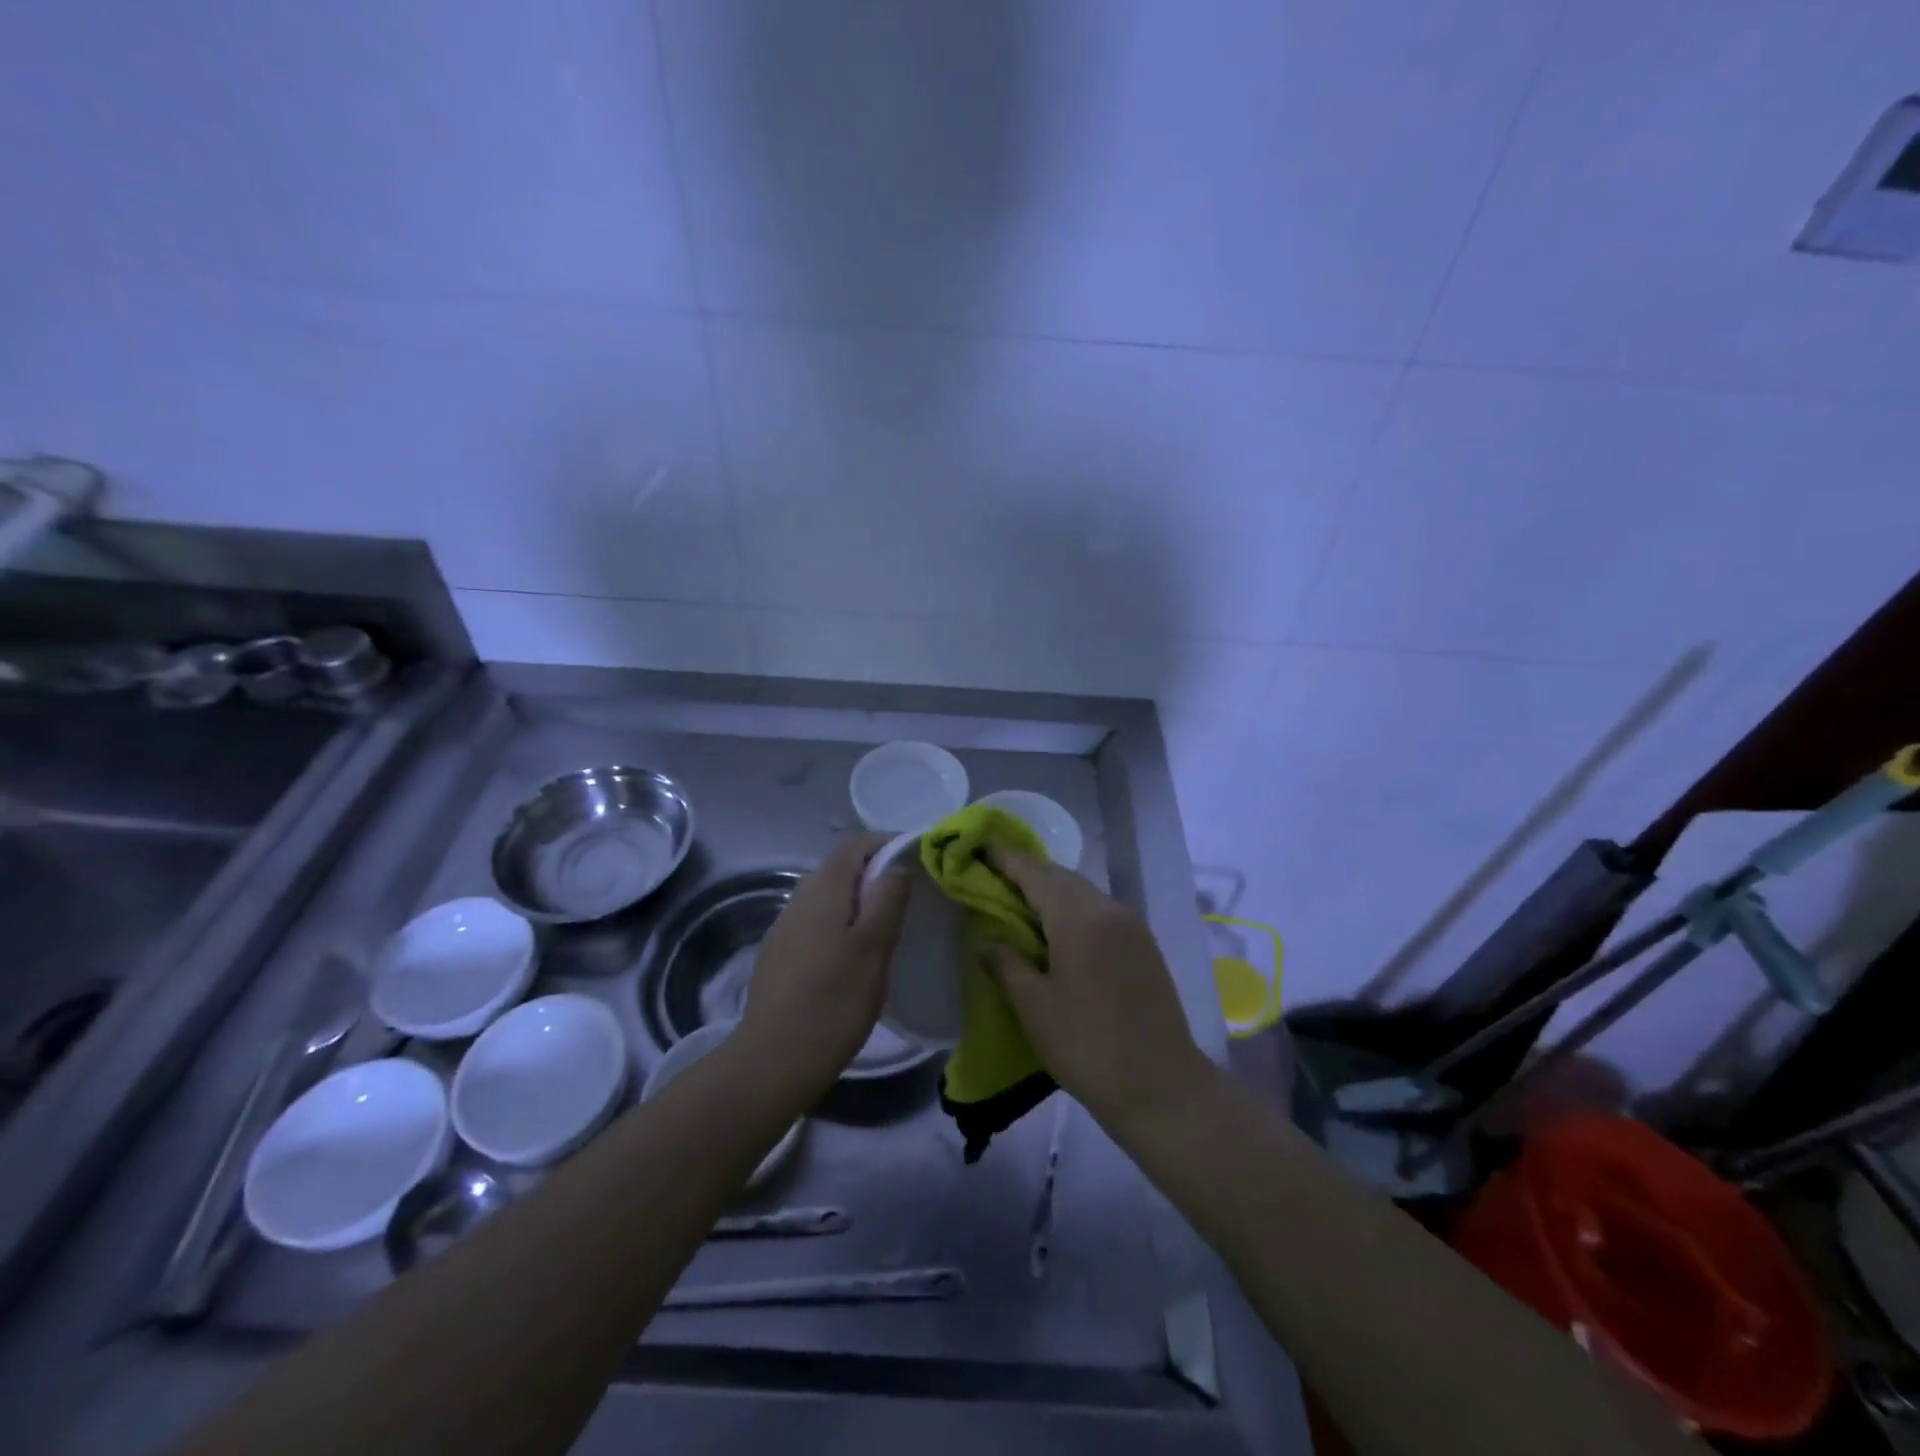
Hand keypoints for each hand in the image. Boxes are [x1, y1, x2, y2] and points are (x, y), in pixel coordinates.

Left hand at [739, 833, 911, 1098]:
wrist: (773, 1060)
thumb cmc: (833, 1001)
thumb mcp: (874, 948)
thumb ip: (887, 900)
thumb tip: (896, 866)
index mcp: (824, 890)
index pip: (855, 844)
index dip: (886, 843)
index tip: (917, 855)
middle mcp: (799, 899)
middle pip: (839, 867)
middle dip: (874, 870)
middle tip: (908, 893)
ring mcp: (785, 928)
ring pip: (827, 896)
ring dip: (857, 898)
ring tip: (886, 923)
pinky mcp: (779, 955)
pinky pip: (816, 921)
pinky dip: (841, 922)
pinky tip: (853, 953)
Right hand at [983, 848, 1212, 1133]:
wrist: (1162, 1087)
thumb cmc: (1087, 1045)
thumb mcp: (1034, 1007)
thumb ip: (1006, 965)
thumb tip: (989, 943)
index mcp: (1078, 918)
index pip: (1035, 873)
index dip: (1006, 858)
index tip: (981, 846)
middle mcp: (1108, 909)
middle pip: (1061, 877)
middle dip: (1028, 872)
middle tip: (994, 877)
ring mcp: (1131, 926)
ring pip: (1083, 893)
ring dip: (1052, 891)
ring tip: (1021, 904)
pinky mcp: (1144, 946)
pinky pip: (1100, 911)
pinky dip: (1073, 909)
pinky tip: (1057, 931)